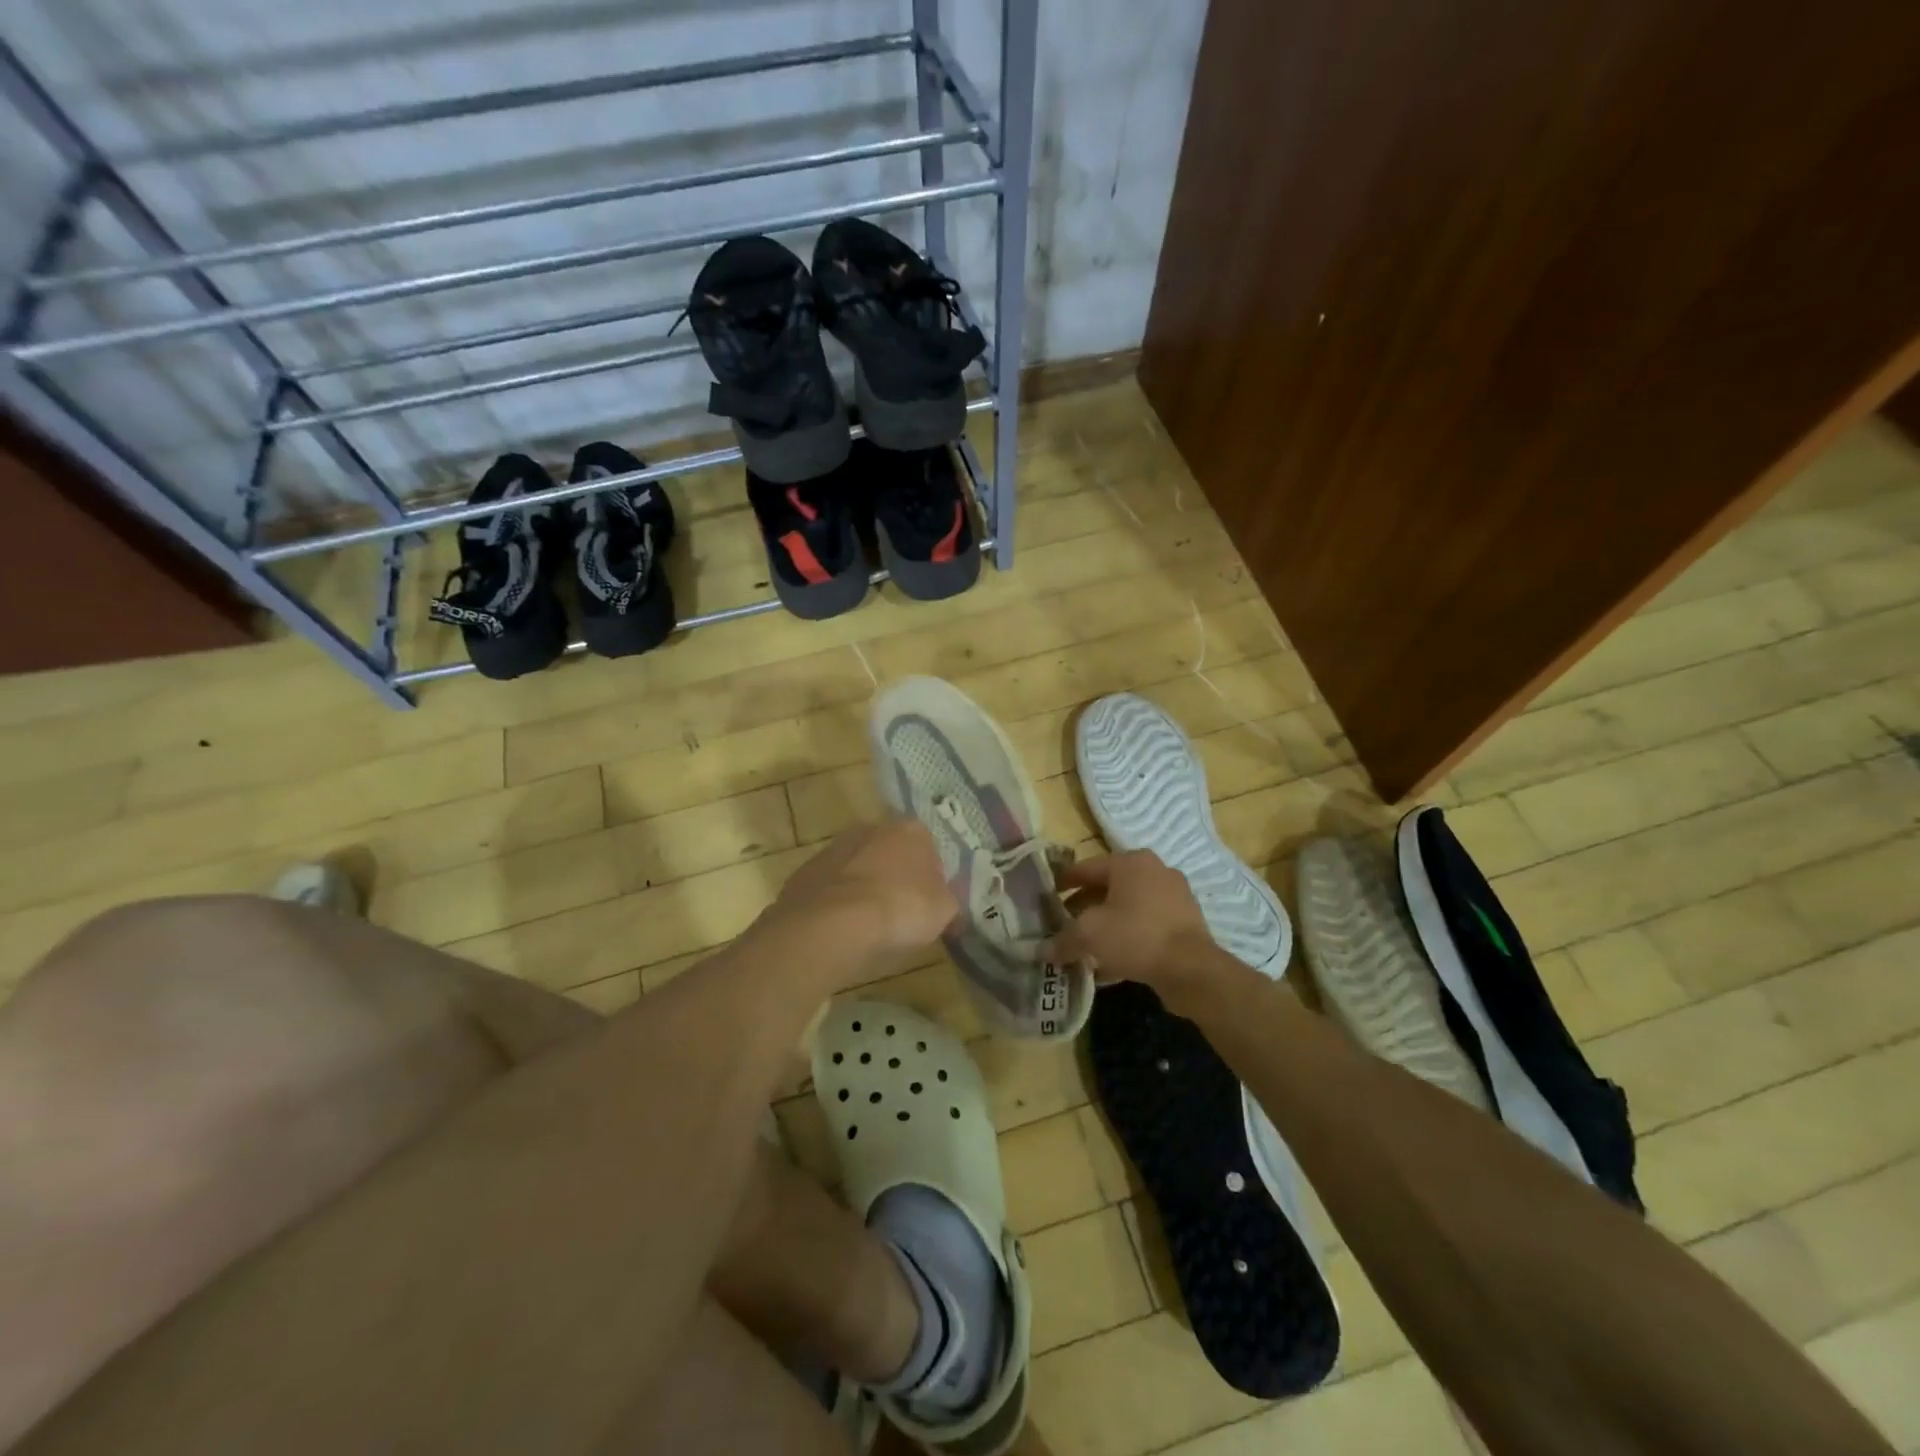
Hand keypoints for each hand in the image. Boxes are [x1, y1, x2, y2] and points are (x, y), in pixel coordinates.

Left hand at [762, 819, 960, 978]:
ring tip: (869, 927)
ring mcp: (834, 848)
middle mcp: (872, 828)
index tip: (930, 905)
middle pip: (892, 854)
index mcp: (911, 830)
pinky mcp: (806, 872)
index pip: (929, 849)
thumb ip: (948, 901)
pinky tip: (842, 930)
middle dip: (896, 878)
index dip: (932, 878)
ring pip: (859, 868)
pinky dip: (838, 904)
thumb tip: (945, 903)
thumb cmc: (898, 910)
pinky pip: (832, 888)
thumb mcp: (943, 912)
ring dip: (865, 889)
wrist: (830, 925)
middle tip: (901, 914)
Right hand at [1047, 850, 1238, 1015]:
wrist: (1191, 969)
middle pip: (1108, 886)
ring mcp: (1174, 895)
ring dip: (1106, 923)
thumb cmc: (1135, 936)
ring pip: (1128, 907)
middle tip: (1064, 923)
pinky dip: (1127, 936)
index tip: (1047, 895)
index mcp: (1130, 862)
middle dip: (1084, 906)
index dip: (1064, 881)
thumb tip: (1042, 951)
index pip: (1087, 867)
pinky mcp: (1185, 921)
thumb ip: (1063, 940)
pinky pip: (1146, 924)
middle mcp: (1154, 871)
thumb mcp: (1089, 935)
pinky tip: (1112, 961)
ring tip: (1086, 945)